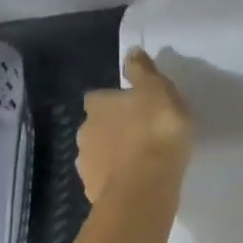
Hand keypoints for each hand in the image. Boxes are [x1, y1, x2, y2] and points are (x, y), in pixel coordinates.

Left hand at [77, 49, 193, 202]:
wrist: (145, 186)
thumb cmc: (156, 131)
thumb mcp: (158, 91)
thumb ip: (143, 71)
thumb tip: (131, 51)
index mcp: (98, 105)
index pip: (99, 97)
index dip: (114, 102)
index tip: (133, 107)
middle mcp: (84, 131)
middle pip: (96, 126)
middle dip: (113, 129)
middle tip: (141, 133)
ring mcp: (86, 164)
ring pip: (99, 154)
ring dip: (114, 155)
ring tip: (142, 160)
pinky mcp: (93, 192)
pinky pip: (106, 180)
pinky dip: (118, 179)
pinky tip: (138, 181)